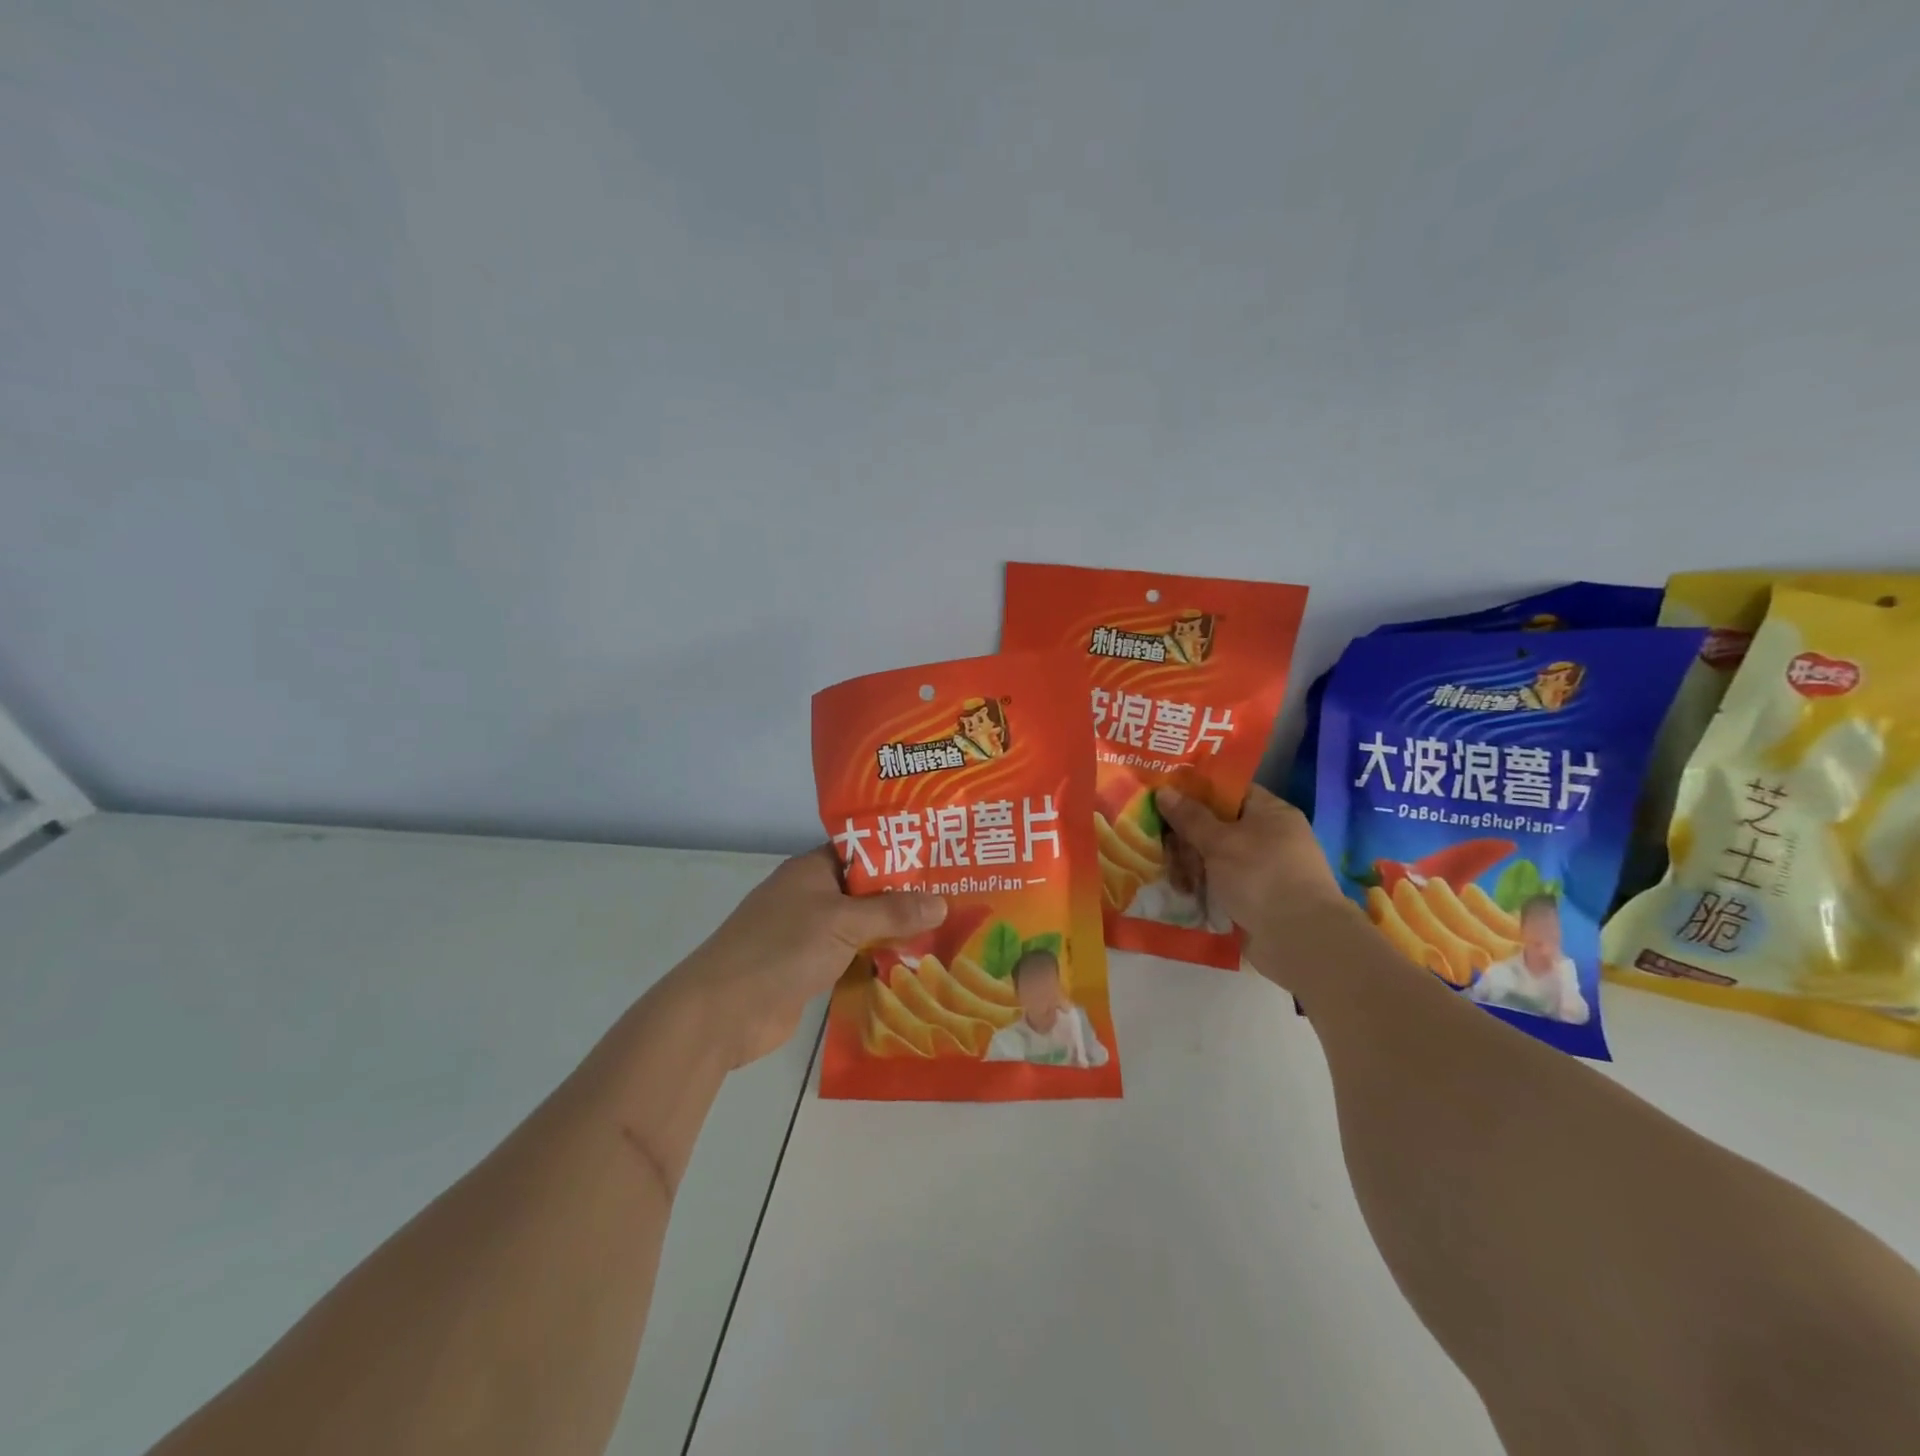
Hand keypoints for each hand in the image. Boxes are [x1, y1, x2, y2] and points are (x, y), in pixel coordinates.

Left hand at [662, 847, 944, 1068]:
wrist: (723, 1012)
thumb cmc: (781, 949)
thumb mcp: (842, 922)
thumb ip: (892, 911)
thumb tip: (942, 902)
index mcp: (812, 870)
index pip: (862, 848)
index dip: (899, 850)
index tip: (940, 856)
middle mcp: (811, 896)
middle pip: (866, 889)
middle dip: (905, 895)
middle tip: (955, 896)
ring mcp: (809, 934)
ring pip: (861, 925)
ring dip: (894, 930)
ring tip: (945, 930)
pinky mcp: (810, 968)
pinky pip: (853, 956)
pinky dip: (877, 958)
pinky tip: (914, 965)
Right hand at [1155, 784, 1358, 983]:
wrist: (1299, 939)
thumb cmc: (1260, 876)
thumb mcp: (1219, 842)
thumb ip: (1190, 817)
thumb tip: (1163, 791)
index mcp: (1270, 812)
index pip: (1228, 790)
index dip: (1195, 792)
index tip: (1164, 799)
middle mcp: (1270, 836)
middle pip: (1217, 825)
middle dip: (1187, 838)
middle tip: (1164, 849)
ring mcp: (1264, 868)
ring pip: (1216, 857)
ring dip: (1192, 866)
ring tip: (1178, 882)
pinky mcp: (1257, 897)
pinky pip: (1222, 882)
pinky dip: (1205, 886)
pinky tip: (1187, 895)